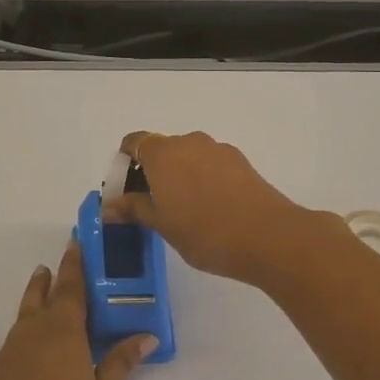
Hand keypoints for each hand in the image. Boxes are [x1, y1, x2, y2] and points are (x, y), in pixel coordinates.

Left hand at [0, 240, 158, 379]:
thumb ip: (119, 365)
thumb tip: (145, 336)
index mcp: (65, 337)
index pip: (73, 290)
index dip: (76, 265)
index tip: (78, 242)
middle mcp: (32, 335)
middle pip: (47, 299)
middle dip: (57, 279)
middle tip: (65, 262)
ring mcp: (4, 354)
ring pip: (20, 314)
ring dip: (31, 295)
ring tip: (39, 276)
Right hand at [103, 130, 335, 286]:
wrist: (270, 237)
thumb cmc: (206, 232)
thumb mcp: (162, 225)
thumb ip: (134, 209)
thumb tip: (110, 206)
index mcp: (163, 153)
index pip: (134, 142)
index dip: (125, 162)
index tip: (124, 189)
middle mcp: (189, 142)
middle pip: (161, 149)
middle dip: (151, 172)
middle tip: (152, 205)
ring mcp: (218, 150)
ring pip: (188, 157)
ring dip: (179, 176)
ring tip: (183, 211)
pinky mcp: (241, 162)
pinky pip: (210, 165)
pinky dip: (202, 179)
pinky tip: (210, 209)